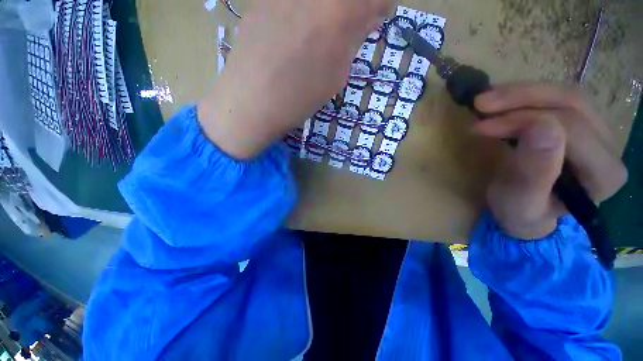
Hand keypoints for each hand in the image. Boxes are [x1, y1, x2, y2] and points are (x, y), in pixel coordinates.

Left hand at [198, 0, 391, 158]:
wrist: (252, 101)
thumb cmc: (299, 98)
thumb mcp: (336, 76)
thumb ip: (353, 41)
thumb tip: (366, 18)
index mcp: (339, 14)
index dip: (380, 4)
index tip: (378, 15)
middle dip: (355, 7)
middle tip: (352, 24)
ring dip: (330, 9)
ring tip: (323, 30)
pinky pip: (295, 1)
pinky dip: (307, 9)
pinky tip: (299, 29)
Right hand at [473, 83, 626, 239]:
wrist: (527, 213)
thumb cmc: (520, 213)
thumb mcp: (519, 202)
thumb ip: (533, 172)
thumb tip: (541, 127)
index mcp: (603, 175)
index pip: (571, 129)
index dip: (524, 120)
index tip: (481, 125)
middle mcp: (610, 148)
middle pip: (572, 103)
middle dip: (522, 98)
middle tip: (480, 103)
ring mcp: (600, 132)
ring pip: (566, 95)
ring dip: (522, 93)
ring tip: (486, 101)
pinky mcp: (583, 125)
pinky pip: (558, 99)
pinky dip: (526, 97)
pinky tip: (502, 103)